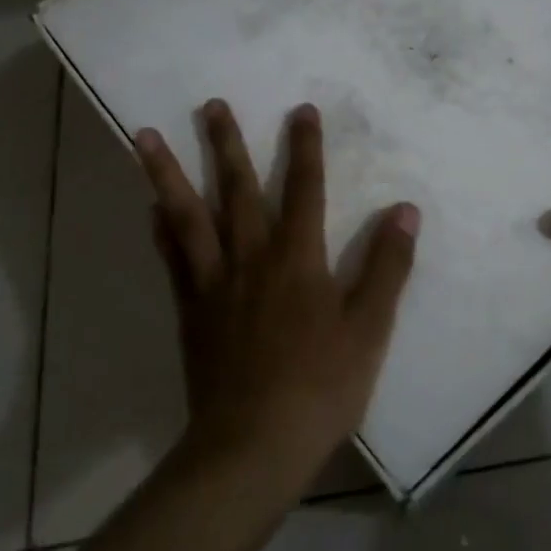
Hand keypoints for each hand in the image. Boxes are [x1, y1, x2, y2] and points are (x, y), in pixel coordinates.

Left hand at [135, 99, 420, 486]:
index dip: (305, 147)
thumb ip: (387, 266)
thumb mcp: (369, 328)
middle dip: (226, 144)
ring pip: (188, 215)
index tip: (301, 109)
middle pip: (236, 189)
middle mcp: (251, 257)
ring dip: (168, 173)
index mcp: (297, 258)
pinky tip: (152, 209)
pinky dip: (162, 229)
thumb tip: (405, 210)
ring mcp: (213, 282)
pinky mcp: (190, 310)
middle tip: (210, 104)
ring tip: (144, 137)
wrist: (252, 445)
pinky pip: (173, 258)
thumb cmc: (319, 386)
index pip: (304, 188)